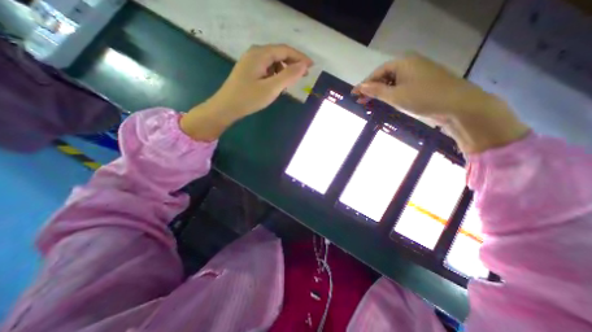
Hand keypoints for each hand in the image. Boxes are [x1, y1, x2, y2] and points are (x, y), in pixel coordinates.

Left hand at [180, 44, 313, 141]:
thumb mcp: (271, 88)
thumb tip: (304, 66)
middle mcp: (255, 53)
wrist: (226, 107)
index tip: (312, 67)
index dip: (300, 57)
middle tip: (304, 75)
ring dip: (284, 69)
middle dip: (293, 63)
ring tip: (291, 82)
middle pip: (279, 54)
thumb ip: (288, 76)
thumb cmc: (248, 98)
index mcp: (260, 54)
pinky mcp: (249, 70)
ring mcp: (250, 61)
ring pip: (273, 61)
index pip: (285, 50)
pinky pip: (267, 68)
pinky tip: (277, 83)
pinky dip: (276, 74)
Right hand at [351, 53, 526, 153]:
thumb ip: (376, 91)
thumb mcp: (395, 96)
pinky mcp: (422, 83)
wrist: (458, 105)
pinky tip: (385, 101)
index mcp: (402, 62)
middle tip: (360, 101)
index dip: (364, 84)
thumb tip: (360, 87)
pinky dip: (391, 94)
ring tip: (369, 103)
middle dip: (371, 89)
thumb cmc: (423, 98)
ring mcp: (417, 73)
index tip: (353, 94)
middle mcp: (409, 64)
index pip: (377, 73)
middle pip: (384, 77)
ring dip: (380, 93)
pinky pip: (401, 87)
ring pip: (392, 83)